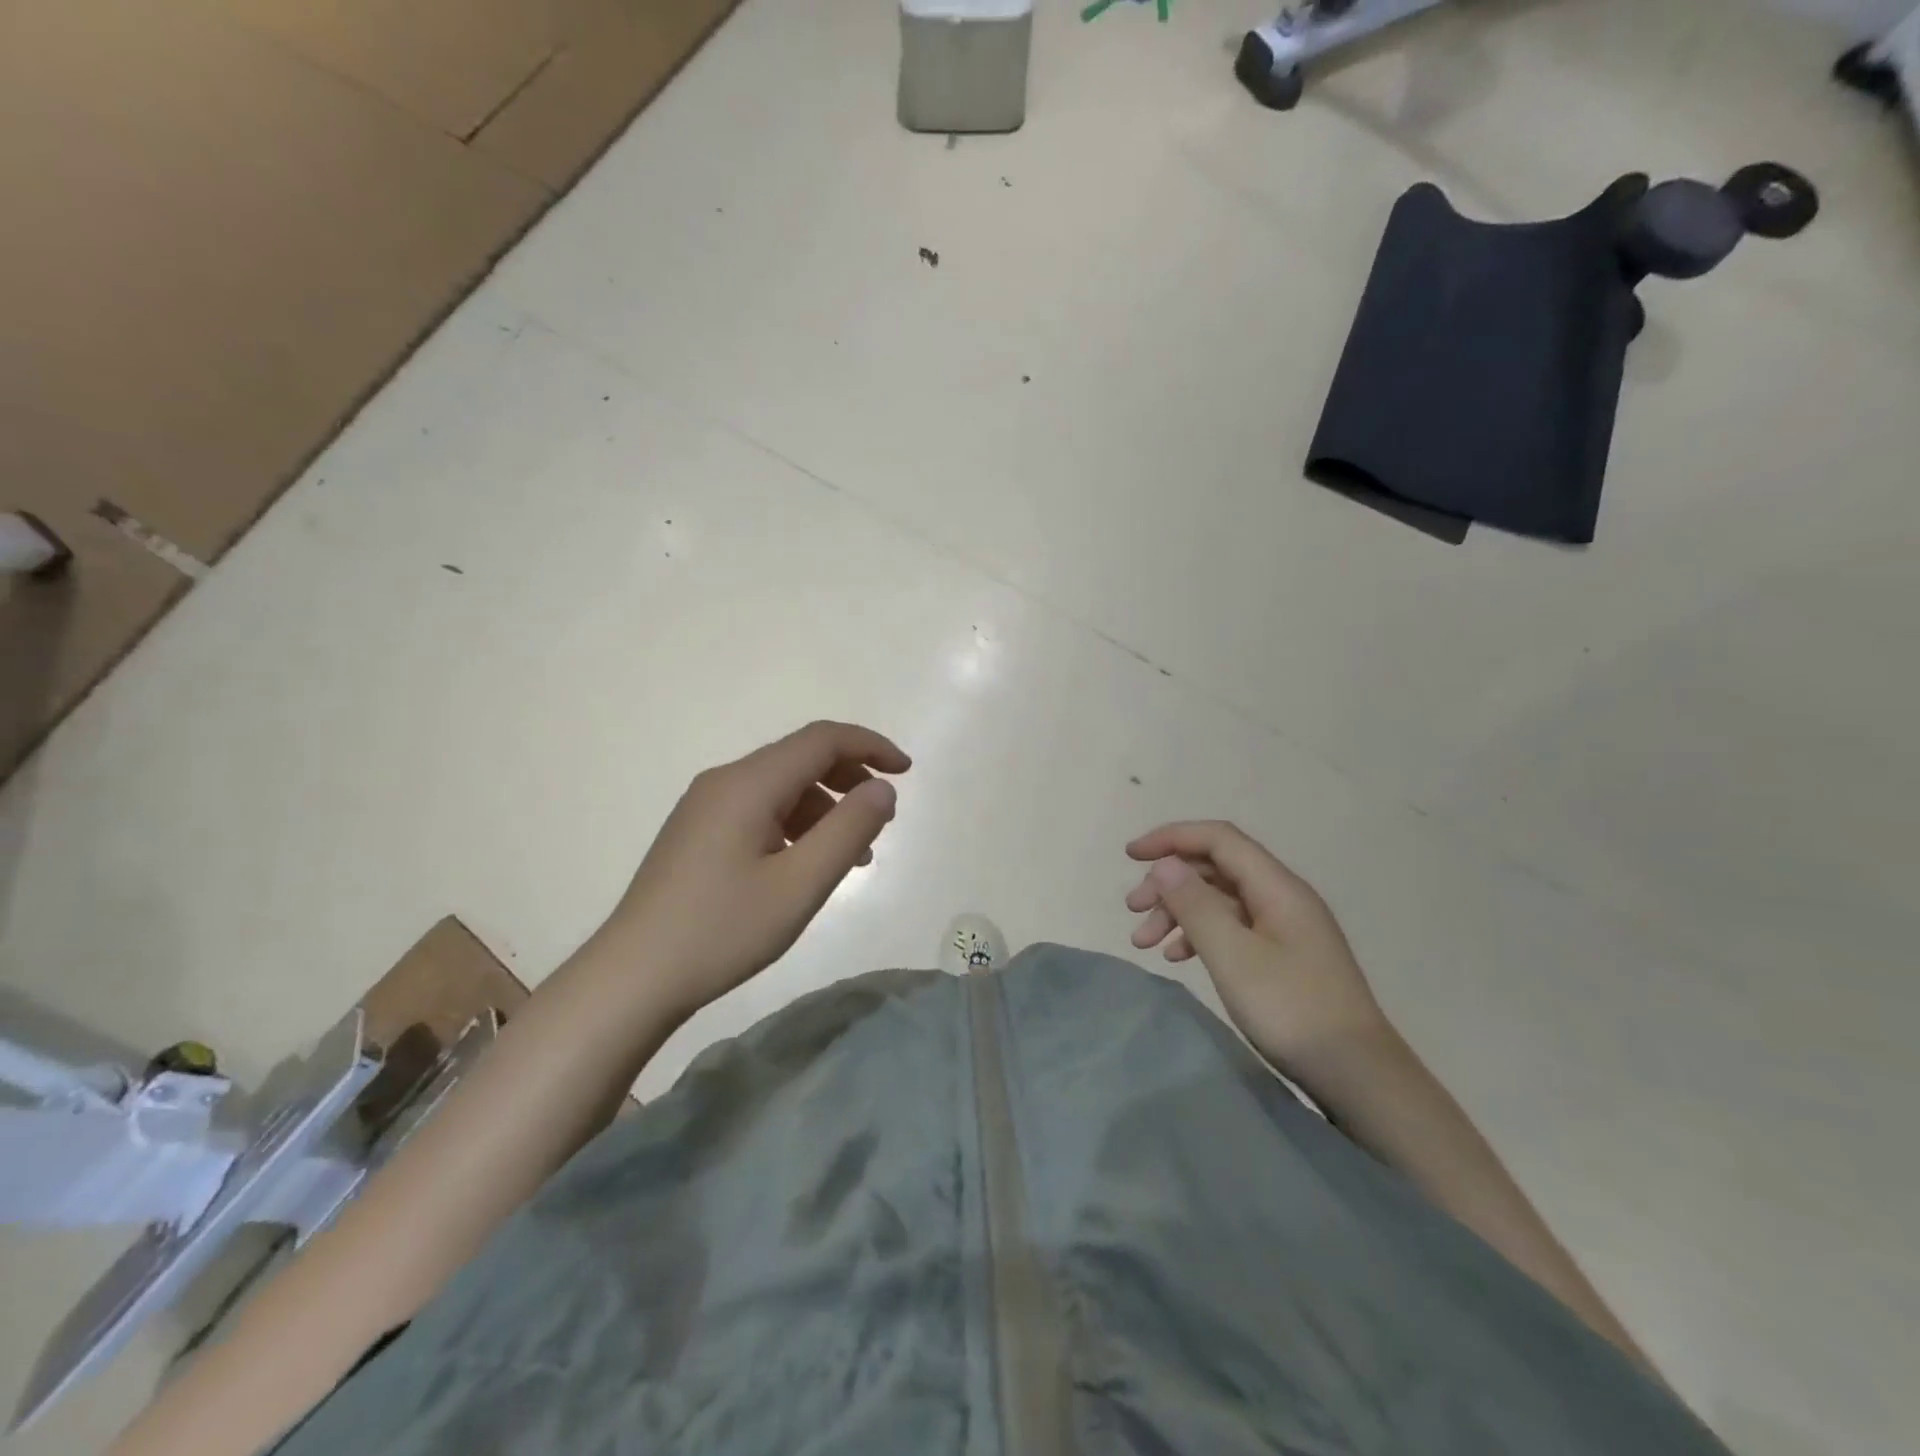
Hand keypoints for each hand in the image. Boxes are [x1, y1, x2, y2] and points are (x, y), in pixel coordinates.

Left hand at [598, 721, 910, 1019]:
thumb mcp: (800, 885)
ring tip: (854, 853)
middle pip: (800, 757)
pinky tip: (807, 863)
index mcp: (748, 784)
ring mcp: (706, 806)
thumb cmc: (723, 930)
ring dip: (825, 806)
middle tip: (883, 816)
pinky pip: (759, 809)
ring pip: (780, 786)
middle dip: (849, 776)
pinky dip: (796, 823)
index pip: (821, 739)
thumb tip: (882, 789)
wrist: (633, 976)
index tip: (907, 772)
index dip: (870, 746)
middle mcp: (724, 781)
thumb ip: (849, 830)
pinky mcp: (698, 832)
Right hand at [1125, 821, 1387, 1075]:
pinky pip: (1232, 927)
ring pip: (1220, 900)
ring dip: (1178, 912)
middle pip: (1215, 868)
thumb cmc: (1291, 1010)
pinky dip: (1199, 934)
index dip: (1171, 838)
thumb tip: (1165, 863)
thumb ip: (1196, 905)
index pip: (1218, 838)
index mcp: (1277, 886)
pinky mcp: (1284, 955)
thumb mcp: (1233, 956)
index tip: (1130, 856)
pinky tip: (1177, 957)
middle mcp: (1282, 897)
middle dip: (1169, 883)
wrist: (1359, 1076)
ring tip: (1145, 942)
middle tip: (1133, 911)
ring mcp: (1285, 927)